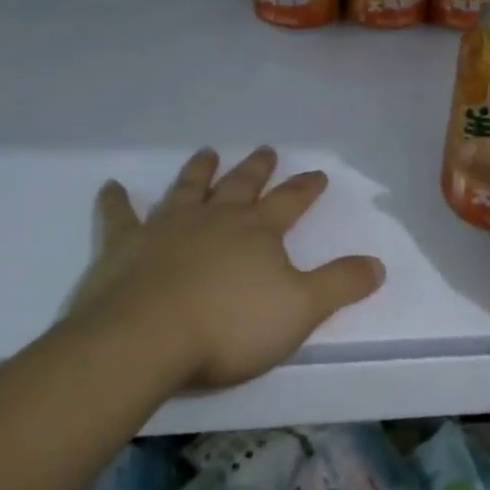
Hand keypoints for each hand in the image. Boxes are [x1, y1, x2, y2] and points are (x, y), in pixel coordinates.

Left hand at [64, 147, 384, 390]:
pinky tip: (111, 187)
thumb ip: (341, 284)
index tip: (318, 174)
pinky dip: (116, 202)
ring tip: (207, 152)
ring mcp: (167, 228)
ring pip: (188, 189)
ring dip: (199, 171)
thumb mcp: (301, 309)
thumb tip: (378, 264)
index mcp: (257, 231)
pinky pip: (120, 217)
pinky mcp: (124, 246)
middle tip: (265, 150)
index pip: (290, 201)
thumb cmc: (229, 326)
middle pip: (241, 185)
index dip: (306, 188)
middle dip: (257, 168)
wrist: (145, 340)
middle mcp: (215, 218)